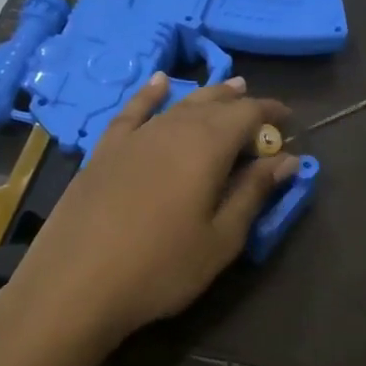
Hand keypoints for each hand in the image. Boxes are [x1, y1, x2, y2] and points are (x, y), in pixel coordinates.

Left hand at [5, 74, 296, 346]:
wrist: (76, 283)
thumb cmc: (161, 268)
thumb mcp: (220, 238)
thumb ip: (253, 193)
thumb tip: (286, 160)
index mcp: (206, 148)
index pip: (247, 115)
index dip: (269, 113)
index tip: (288, 121)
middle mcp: (171, 129)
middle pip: (212, 105)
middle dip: (240, 102)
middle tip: (259, 108)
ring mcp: (134, 138)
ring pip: (177, 105)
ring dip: (205, 96)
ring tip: (226, 88)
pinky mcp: (104, 152)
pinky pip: (132, 111)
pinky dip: (149, 94)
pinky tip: (158, 82)